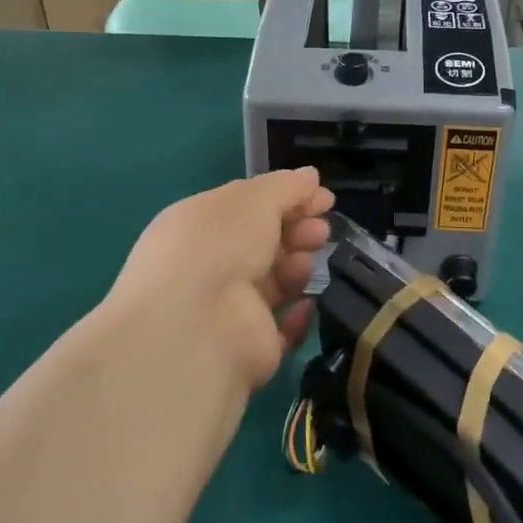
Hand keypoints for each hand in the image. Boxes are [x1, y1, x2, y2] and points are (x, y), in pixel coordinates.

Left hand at [108, 169, 335, 390]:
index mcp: (201, 225)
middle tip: (320, 230)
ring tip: (307, 262)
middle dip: (297, 231)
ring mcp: (229, 308)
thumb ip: (286, 187)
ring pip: (275, 281)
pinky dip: (299, 314)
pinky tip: (307, 302)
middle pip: (265, 242)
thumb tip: (311, 176)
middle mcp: (210, 265)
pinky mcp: (250, 346)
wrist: (199, 325)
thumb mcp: (253, 200)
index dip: (287, 199)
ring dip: (298, 266)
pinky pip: (283, 327)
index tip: (323, 198)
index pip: (248, 207)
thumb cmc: (219, 245)